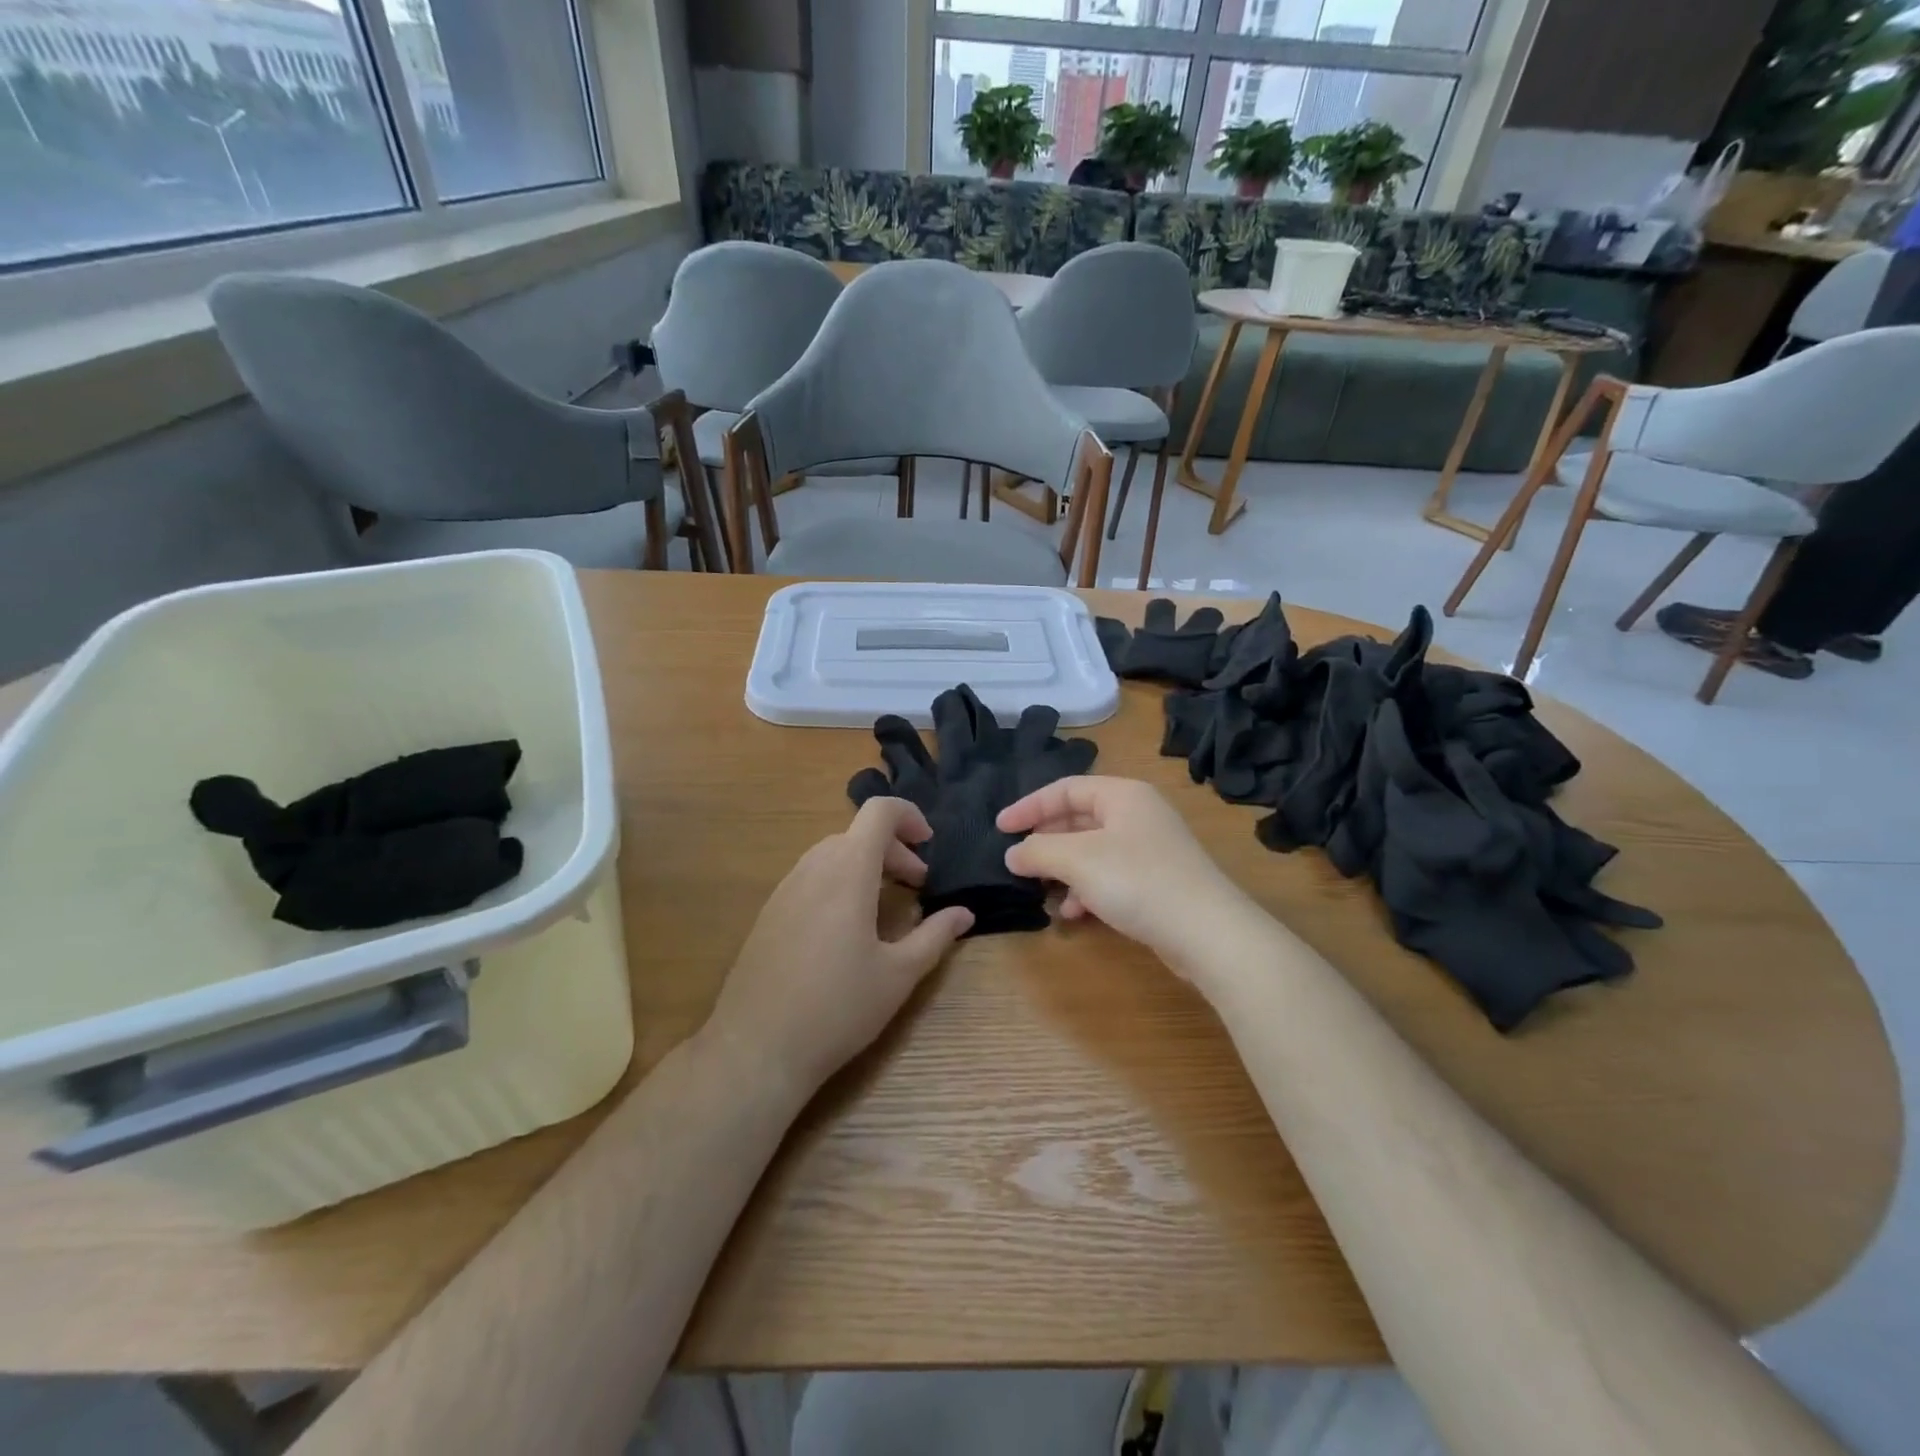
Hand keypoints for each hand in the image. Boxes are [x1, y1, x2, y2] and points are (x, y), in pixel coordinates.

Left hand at [706, 797, 973, 1100]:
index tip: (930, 846)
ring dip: (865, 865)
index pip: (879, 812)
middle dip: (894, 849)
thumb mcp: (899, 975)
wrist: (756, 1048)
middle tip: (917, 885)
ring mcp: (785, 889)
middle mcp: (813, 868)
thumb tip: (964, 914)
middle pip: (857, 833)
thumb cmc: (838, 1008)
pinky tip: (847, 928)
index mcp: (848, 872)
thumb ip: (935, 936)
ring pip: (831, 853)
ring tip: (885, 904)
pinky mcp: (769, 913)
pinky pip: (810, 877)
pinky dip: (839, 881)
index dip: (909, 816)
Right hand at [998, 777, 1269, 983]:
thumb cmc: (1138, 881)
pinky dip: (1088, 890)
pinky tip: (1076, 913)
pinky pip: (1110, 876)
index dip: (1029, 807)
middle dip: (1046, 842)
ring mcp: (1150, 849)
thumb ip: (1038, 851)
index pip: (1065, 789)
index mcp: (1123, 795)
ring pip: (1092, 851)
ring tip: (1044, 892)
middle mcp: (1138, 815)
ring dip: (1064, 871)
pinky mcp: (1157, 882)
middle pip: (1078, 819)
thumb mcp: (1078, 860)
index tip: (1000, 829)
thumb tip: (1012, 854)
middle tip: (1019, 862)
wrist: (1208, 933)